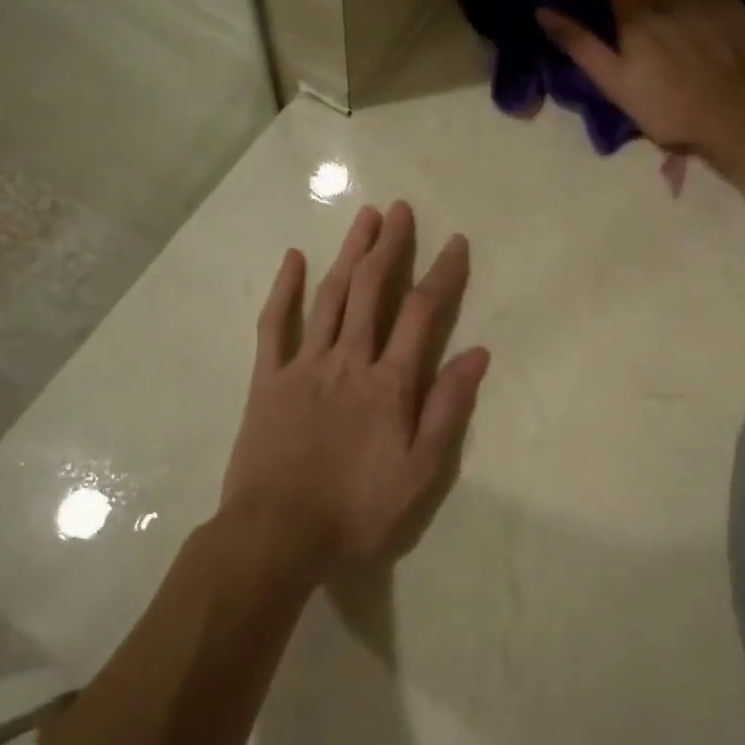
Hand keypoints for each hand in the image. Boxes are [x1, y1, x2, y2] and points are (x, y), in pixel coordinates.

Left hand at [220, 202, 489, 573]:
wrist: (277, 535)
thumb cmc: (357, 509)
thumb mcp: (420, 471)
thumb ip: (448, 408)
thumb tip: (477, 354)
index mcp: (388, 382)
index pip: (422, 313)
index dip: (442, 274)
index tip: (456, 242)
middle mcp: (348, 360)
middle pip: (372, 289)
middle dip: (389, 246)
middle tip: (400, 209)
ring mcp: (303, 364)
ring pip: (330, 296)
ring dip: (349, 253)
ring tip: (364, 218)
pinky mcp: (266, 378)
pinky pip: (274, 324)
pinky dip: (284, 288)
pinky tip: (294, 258)